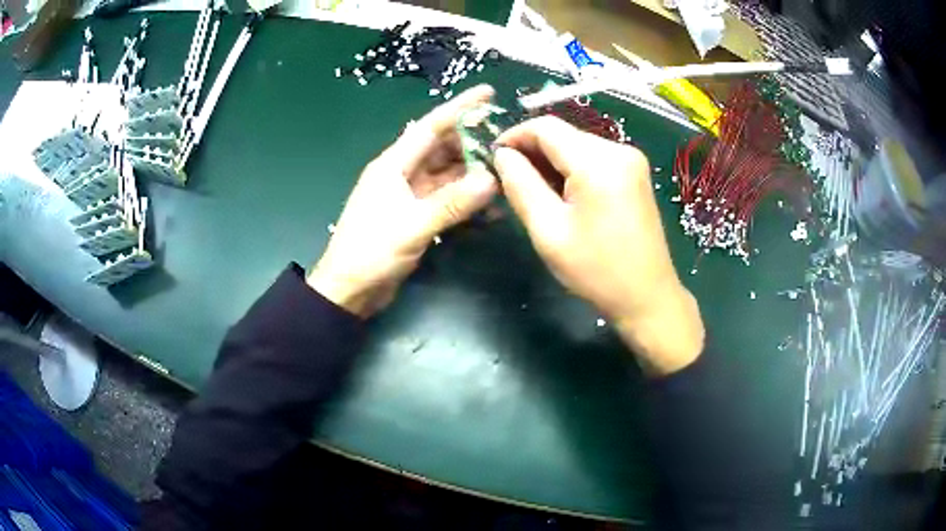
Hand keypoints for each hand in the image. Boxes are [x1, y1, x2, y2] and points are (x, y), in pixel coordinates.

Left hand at [308, 85, 497, 317]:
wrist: (349, 290)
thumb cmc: (371, 252)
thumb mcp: (412, 225)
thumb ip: (452, 203)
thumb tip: (492, 180)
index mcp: (393, 164)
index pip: (432, 127)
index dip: (460, 108)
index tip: (488, 92)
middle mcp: (402, 173)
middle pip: (442, 148)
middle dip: (473, 140)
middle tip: (508, 137)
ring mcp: (409, 196)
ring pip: (447, 174)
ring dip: (473, 171)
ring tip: (506, 168)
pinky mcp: (415, 216)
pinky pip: (446, 199)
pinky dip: (466, 199)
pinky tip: (490, 205)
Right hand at [494, 116, 703, 374]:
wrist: (647, 297)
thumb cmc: (596, 270)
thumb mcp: (548, 231)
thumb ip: (520, 185)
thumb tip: (502, 154)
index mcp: (598, 162)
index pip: (546, 127)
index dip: (514, 136)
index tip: (493, 158)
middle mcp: (619, 149)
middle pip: (563, 134)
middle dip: (532, 150)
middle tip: (510, 180)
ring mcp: (631, 159)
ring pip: (577, 144)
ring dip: (551, 161)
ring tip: (535, 191)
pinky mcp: (635, 172)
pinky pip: (593, 157)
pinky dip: (572, 168)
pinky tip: (563, 193)